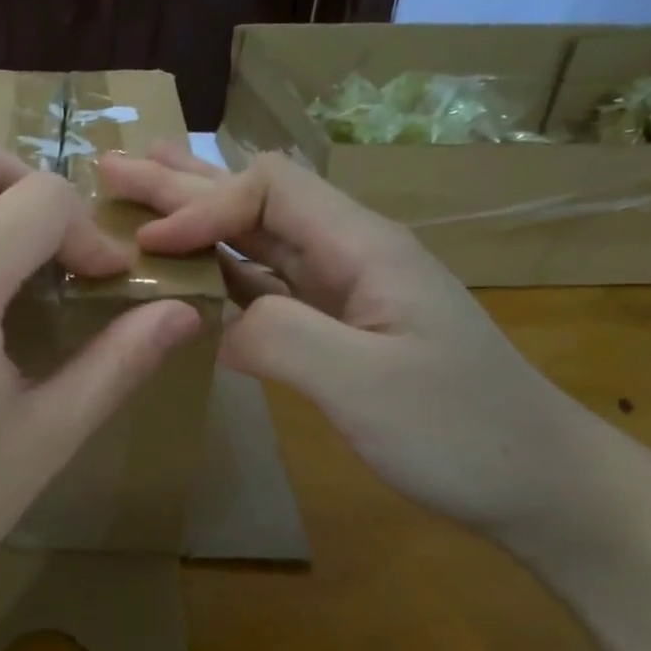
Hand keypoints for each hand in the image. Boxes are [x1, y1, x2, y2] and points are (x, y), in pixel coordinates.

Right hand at [98, 144, 610, 544]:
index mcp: (361, 246)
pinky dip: (216, 267)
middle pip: (253, 200)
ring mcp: (341, 290)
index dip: (201, 207)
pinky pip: (262, 283)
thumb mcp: (367, 386)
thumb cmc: (461, 432)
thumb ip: (282, 338)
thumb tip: (212, 320)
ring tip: (141, 186)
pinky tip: (188, 261)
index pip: (266, 192)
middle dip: (181, 182)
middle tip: (112, 167)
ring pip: (254, 236)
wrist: (537, 483)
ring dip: (195, 212)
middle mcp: (346, 253)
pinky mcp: (334, 326)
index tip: (148, 244)